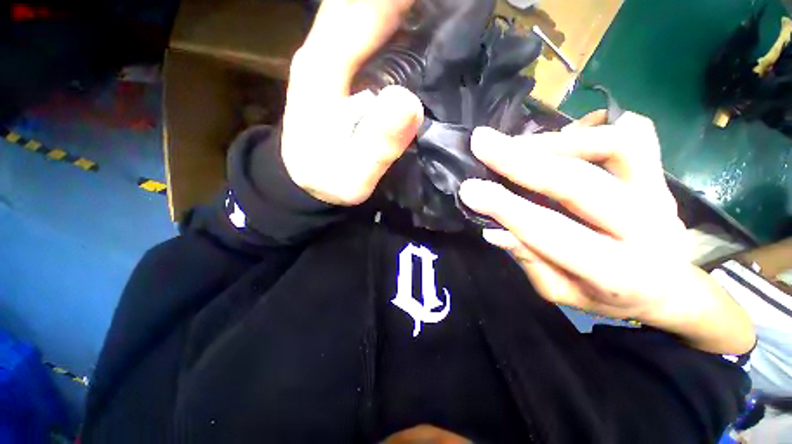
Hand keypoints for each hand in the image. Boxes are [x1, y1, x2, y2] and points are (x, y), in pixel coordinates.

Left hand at [282, 0, 423, 205]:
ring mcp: (331, 57)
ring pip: (362, 10)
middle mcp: (324, 52)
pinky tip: (416, 23)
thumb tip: (409, 103)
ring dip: (397, 7)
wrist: (305, 179)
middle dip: (400, 2)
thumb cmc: (327, 181)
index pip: (361, 12)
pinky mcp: (341, 68)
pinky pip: (368, 29)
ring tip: (435, 11)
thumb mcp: (353, 177)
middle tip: (448, 5)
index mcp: (323, 72)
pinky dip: (392, 19)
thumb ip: (376, 147)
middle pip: (361, 3)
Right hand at [459, 112, 754, 353]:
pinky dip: (593, 131)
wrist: (669, 288)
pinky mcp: (660, 175)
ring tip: (515, 145)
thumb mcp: (561, 292)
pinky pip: (635, 136)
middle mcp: (647, 229)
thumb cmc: (608, 295)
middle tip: (482, 142)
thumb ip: (530, 261)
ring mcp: (659, 195)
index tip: (470, 188)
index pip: (549, 231)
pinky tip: (559, 141)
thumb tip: (493, 229)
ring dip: (554, 141)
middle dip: (521, 159)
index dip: (505, 207)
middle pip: (578, 183)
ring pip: (614, 147)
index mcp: (616, 272)